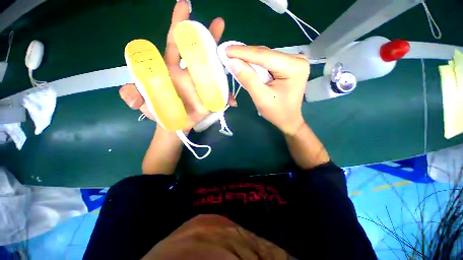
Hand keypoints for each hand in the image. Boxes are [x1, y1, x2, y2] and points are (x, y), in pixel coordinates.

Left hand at [119, 0, 235, 130]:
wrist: (174, 124)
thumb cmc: (159, 111)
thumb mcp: (144, 102)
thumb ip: (135, 95)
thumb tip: (127, 94)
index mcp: (172, 69)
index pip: (175, 43)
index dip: (179, 25)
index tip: (184, 6)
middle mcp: (189, 73)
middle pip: (200, 52)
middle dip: (208, 36)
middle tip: (219, 23)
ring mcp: (202, 85)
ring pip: (214, 70)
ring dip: (223, 63)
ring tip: (232, 55)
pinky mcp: (211, 98)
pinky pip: (221, 94)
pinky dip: (228, 97)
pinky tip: (233, 101)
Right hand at [226, 46, 308, 135]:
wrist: (288, 119)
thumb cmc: (277, 112)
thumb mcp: (261, 98)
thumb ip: (248, 79)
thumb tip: (232, 61)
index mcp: (294, 67)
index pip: (264, 55)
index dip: (243, 52)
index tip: (226, 49)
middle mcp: (296, 59)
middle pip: (265, 54)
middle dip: (245, 55)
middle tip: (227, 53)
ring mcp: (293, 61)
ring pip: (265, 57)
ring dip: (249, 59)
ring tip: (233, 58)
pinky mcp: (288, 65)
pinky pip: (268, 61)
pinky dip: (256, 64)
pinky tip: (246, 64)